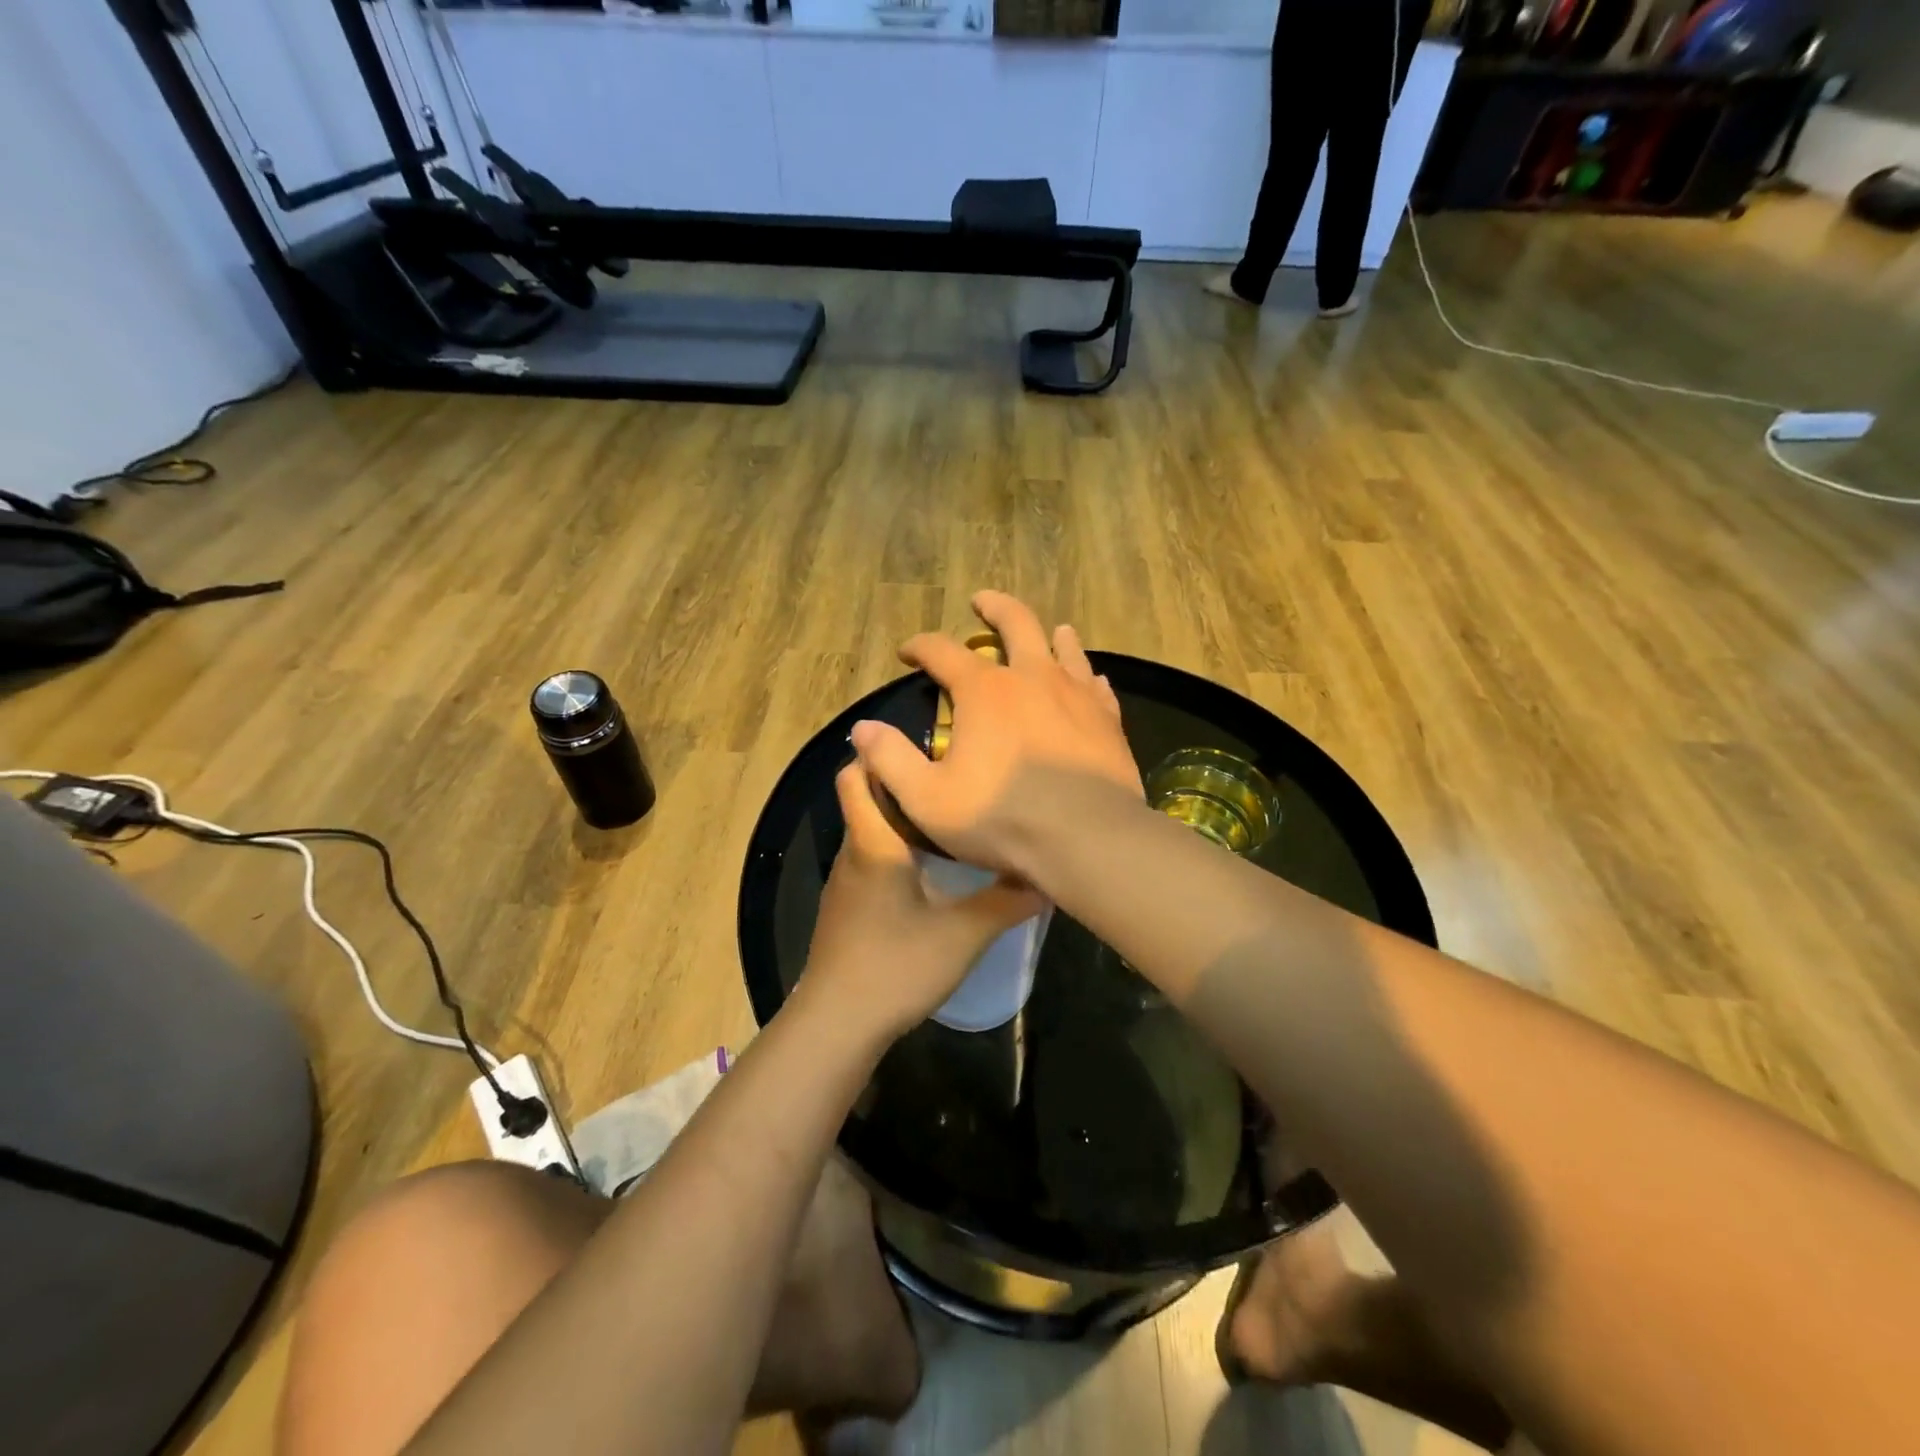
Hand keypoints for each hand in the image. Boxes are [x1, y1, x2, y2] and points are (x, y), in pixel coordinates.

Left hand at [796, 761, 1045, 1042]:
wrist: (836, 1025)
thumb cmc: (895, 967)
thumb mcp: (962, 935)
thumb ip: (1005, 901)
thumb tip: (1046, 874)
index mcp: (873, 844)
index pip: (857, 776)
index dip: (879, 753)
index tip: (924, 747)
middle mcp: (853, 853)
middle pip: (865, 798)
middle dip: (902, 783)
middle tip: (953, 780)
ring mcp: (844, 882)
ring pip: (868, 830)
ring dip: (900, 818)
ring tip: (950, 817)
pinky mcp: (846, 907)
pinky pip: (868, 859)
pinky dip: (893, 849)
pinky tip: (929, 869)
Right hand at [849, 590, 1142, 877]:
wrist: (1088, 839)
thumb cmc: (1002, 819)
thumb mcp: (927, 799)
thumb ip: (890, 760)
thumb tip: (863, 728)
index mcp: (984, 691)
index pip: (942, 651)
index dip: (920, 646)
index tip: (907, 652)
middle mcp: (1032, 678)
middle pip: (1016, 622)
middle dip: (994, 608)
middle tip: (982, 601)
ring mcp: (1076, 695)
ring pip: (1065, 648)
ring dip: (1051, 634)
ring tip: (1051, 630)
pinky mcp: (1108, 719)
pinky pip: (1097, 686)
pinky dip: (1086, 676)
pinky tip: (1090, 679)